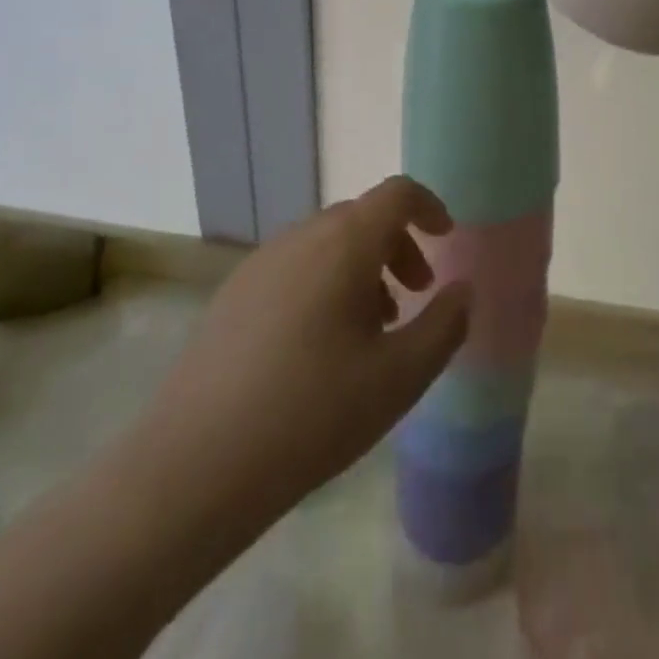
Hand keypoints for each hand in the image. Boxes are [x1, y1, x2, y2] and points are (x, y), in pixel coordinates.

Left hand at [127, 177, 470, 517]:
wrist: (196, 464)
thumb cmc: (313, 413)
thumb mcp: (400, 377)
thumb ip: (444, 325)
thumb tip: (463, 290)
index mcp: (344, 243)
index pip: (397, 194)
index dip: (429, 207)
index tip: (446, 240)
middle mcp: (301, 237)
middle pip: (362, 217)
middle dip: (397, 246)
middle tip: (415, 296)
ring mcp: (261, 263)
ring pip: (327, 243)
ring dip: (361, 268)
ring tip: (372, 329)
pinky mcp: (233, 293)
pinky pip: (294, 267)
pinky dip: (324, 283)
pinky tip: (320, 347)